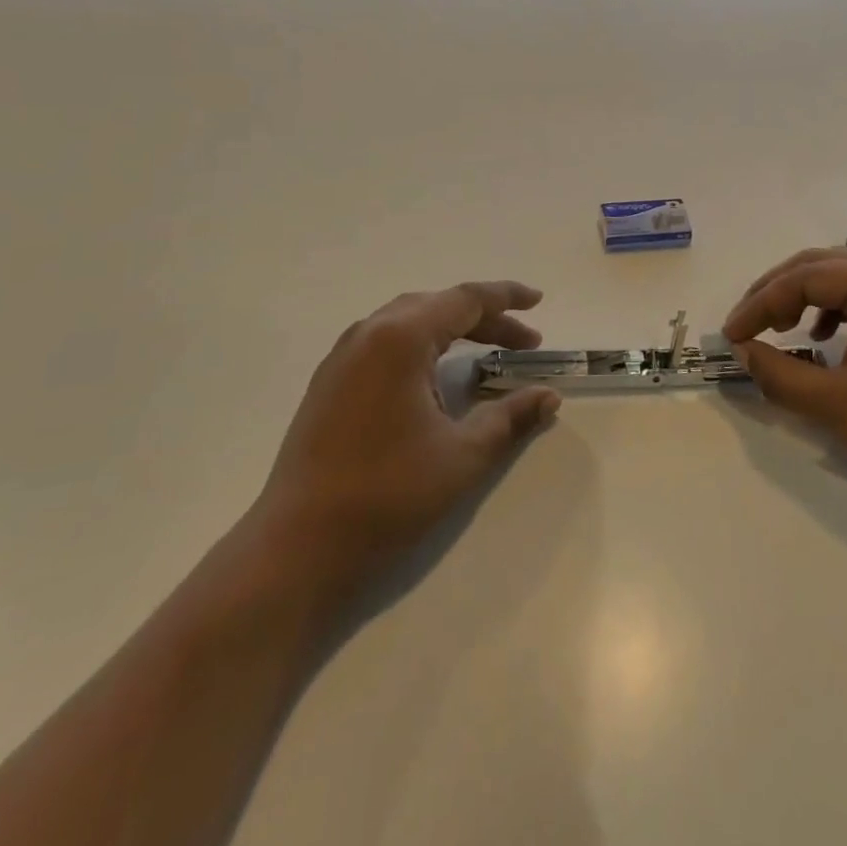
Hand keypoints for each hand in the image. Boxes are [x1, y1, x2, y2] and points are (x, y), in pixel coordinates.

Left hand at [254, 281, 560, 596]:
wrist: (297, 547)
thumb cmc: (387, 494)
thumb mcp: (462, 456)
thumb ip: (510, 418)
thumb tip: (549, 396)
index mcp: (401, 338)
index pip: (465, 300)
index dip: (506, 297)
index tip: (538, 299)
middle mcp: (369, 333)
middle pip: (438, 307)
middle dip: (485, 319)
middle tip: (524, 343)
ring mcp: (342, 356)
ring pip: (408, 321)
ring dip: (451, 330)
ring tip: (485, 352)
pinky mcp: (329, 382)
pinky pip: (385, 342)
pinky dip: (421, 345)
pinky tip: (432, 376)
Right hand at [723, 248, 846, 507]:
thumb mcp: (837, 404)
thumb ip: (779, 375)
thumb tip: (743, 352)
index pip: (804, 279)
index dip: (760, 305)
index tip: (730, 336)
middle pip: (819, 265)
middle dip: (775, 293)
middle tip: (745, 325)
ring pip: (839, 276)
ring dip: (800, 296)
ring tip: (776, 327)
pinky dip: (829, 308)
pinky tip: (818, 336)